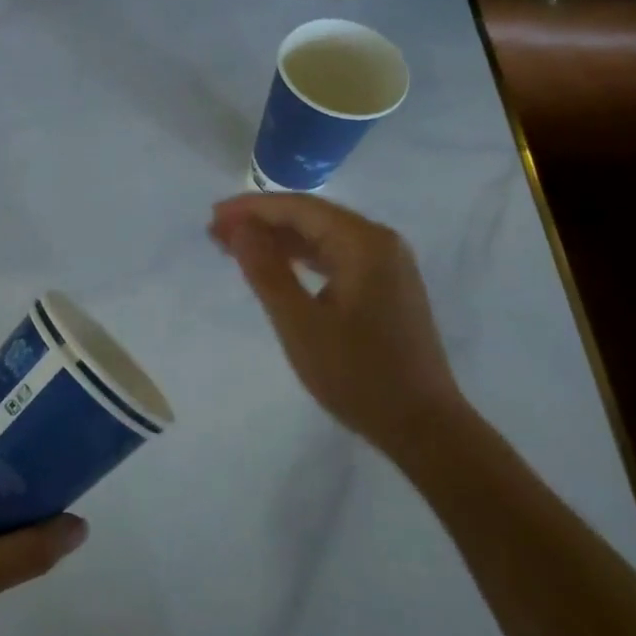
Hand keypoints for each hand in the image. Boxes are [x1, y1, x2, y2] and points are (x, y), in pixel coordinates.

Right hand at [210, 193, 464, 452]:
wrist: (423, 427)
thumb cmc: (356, 374)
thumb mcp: (299, 323)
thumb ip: (266, 270)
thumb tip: (238, 226)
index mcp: (363, 242)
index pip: (298, 208)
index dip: (251, 209)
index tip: (212, 217)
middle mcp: (380, 242)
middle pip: (311, 216)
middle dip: (262, 221)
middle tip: (216, 233)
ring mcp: (387, 263)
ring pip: (322, 236)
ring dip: (279, 239)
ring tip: (235, 247)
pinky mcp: (386, 285)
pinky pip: (336, 256)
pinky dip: (301, 257)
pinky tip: (276, 266)